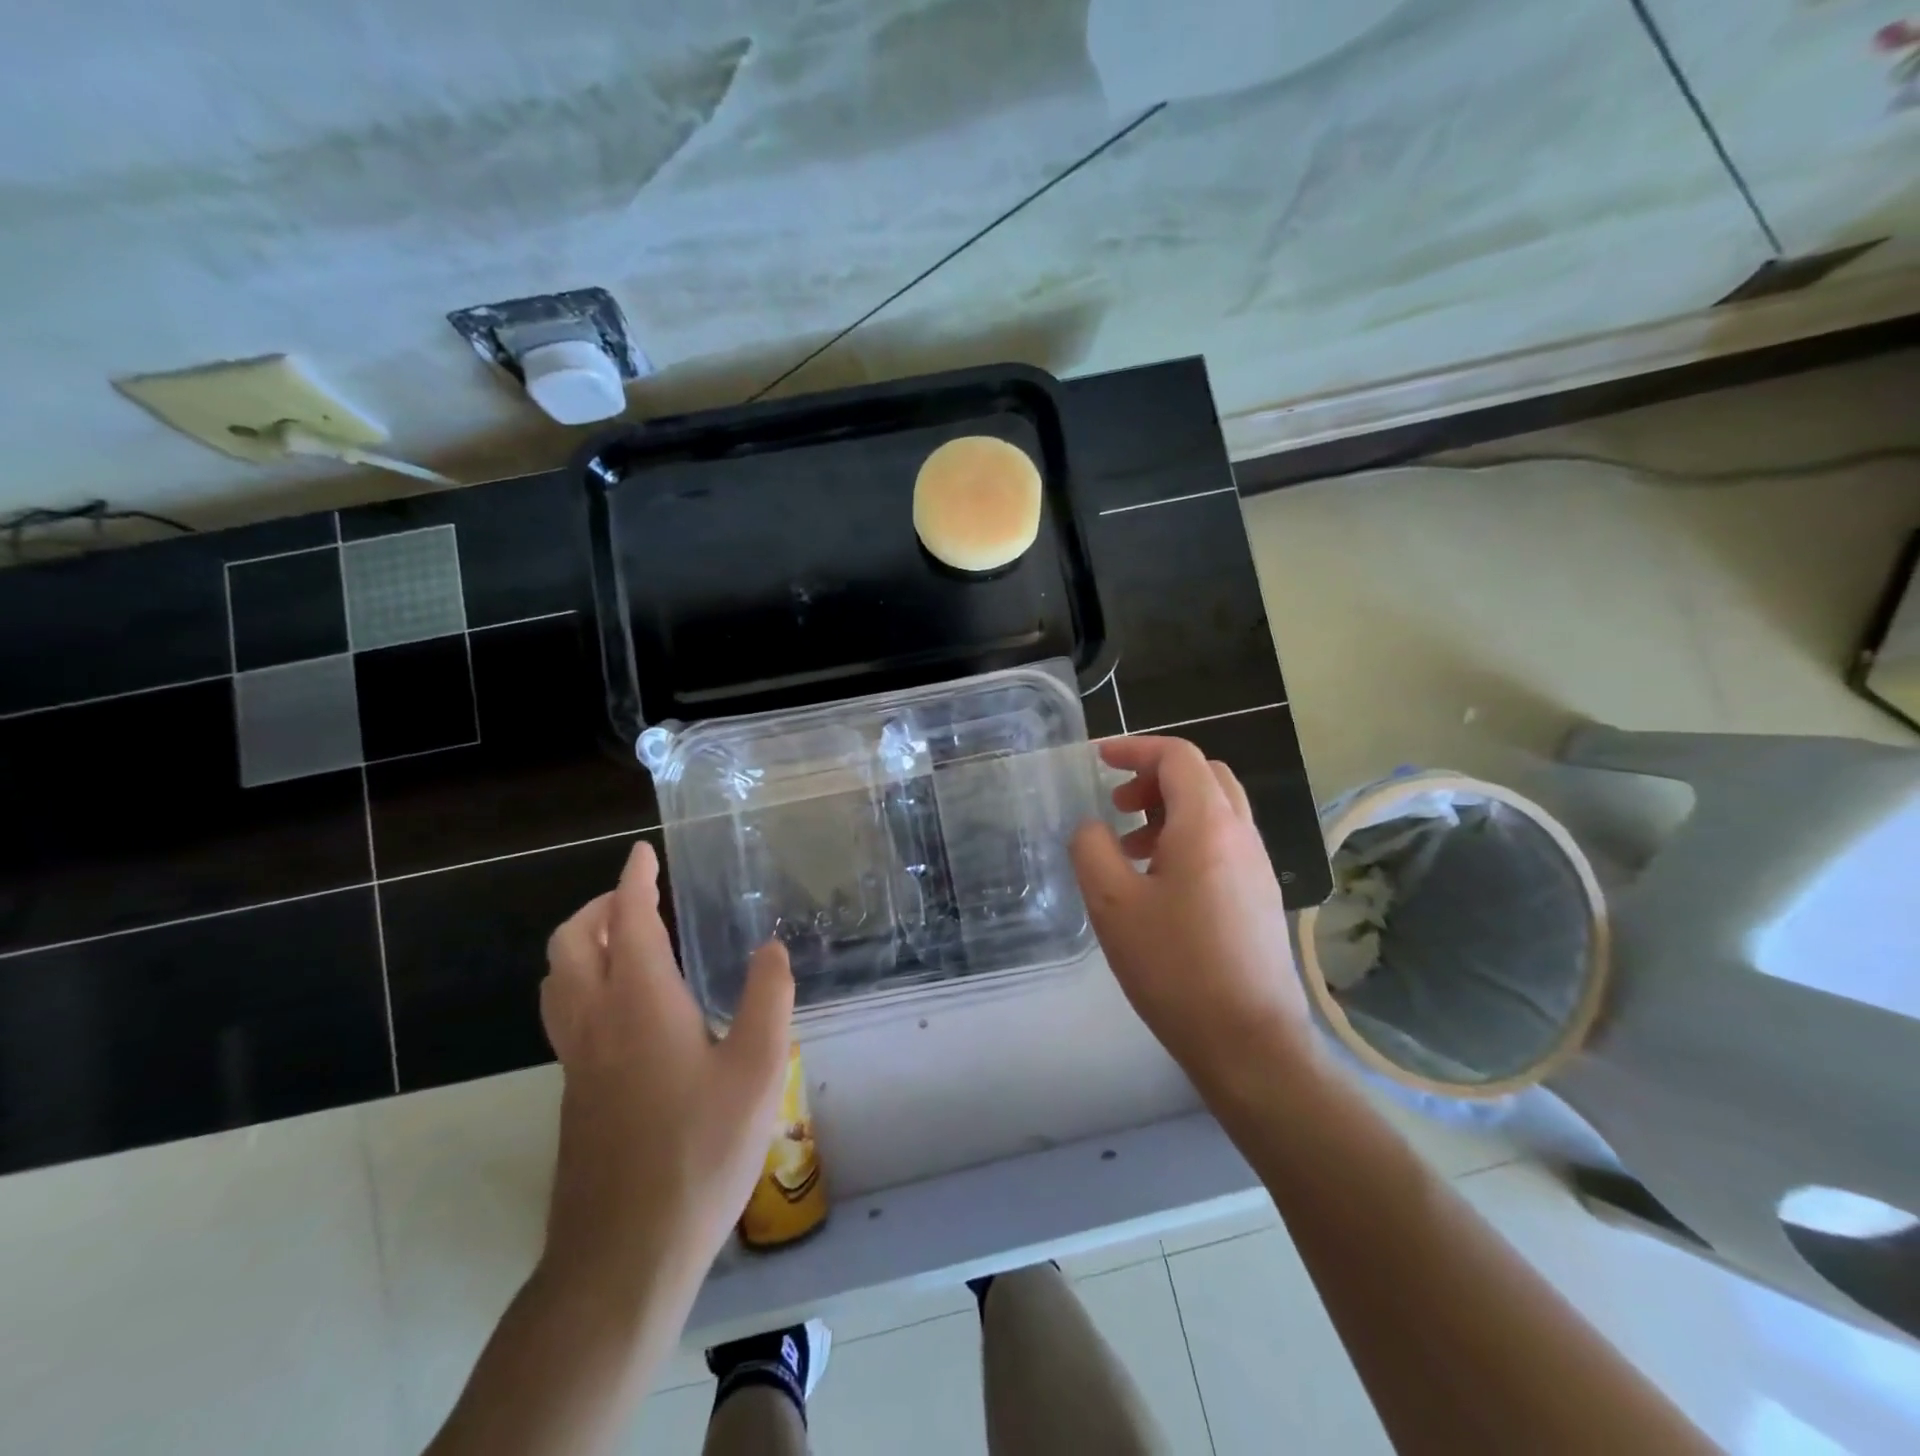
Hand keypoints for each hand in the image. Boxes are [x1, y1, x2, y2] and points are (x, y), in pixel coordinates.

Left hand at [538, 841, 793, 1303]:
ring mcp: (577, 1061)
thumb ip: (768, 998)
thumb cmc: (700, 1151)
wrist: (624, 1253)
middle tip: (636, 899)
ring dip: (583, 945)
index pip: (628, 921)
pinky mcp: (575, 1094)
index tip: (642, 853)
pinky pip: (566, 1014)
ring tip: (627, 943)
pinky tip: (628, 1010)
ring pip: (558, 980)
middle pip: (571, 944)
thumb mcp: (759, 1070)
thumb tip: (771, 948)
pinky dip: (584, 983)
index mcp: (640, 1003)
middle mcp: (596, 1021)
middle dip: (598, 908)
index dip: (634, 881)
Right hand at [1070, 737, 1316, 1093]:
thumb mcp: (1112, 905)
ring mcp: (1257, 866)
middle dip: (1156, 777)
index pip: (1178, 757)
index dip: (1136, 749)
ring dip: (1172, 809)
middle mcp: (1241, 834)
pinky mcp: (1261, 896)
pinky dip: (1189, 838)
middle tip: (1119, 804)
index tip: (1099, 759)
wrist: (1249, 1042)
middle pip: (1204, 775)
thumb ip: (1091, 849)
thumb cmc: (1175, 967)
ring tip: (1131, 848)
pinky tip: (1160, 883)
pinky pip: (1224, 842)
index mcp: (1207, 825)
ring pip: (1216, 809)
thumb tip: (1093, 827)